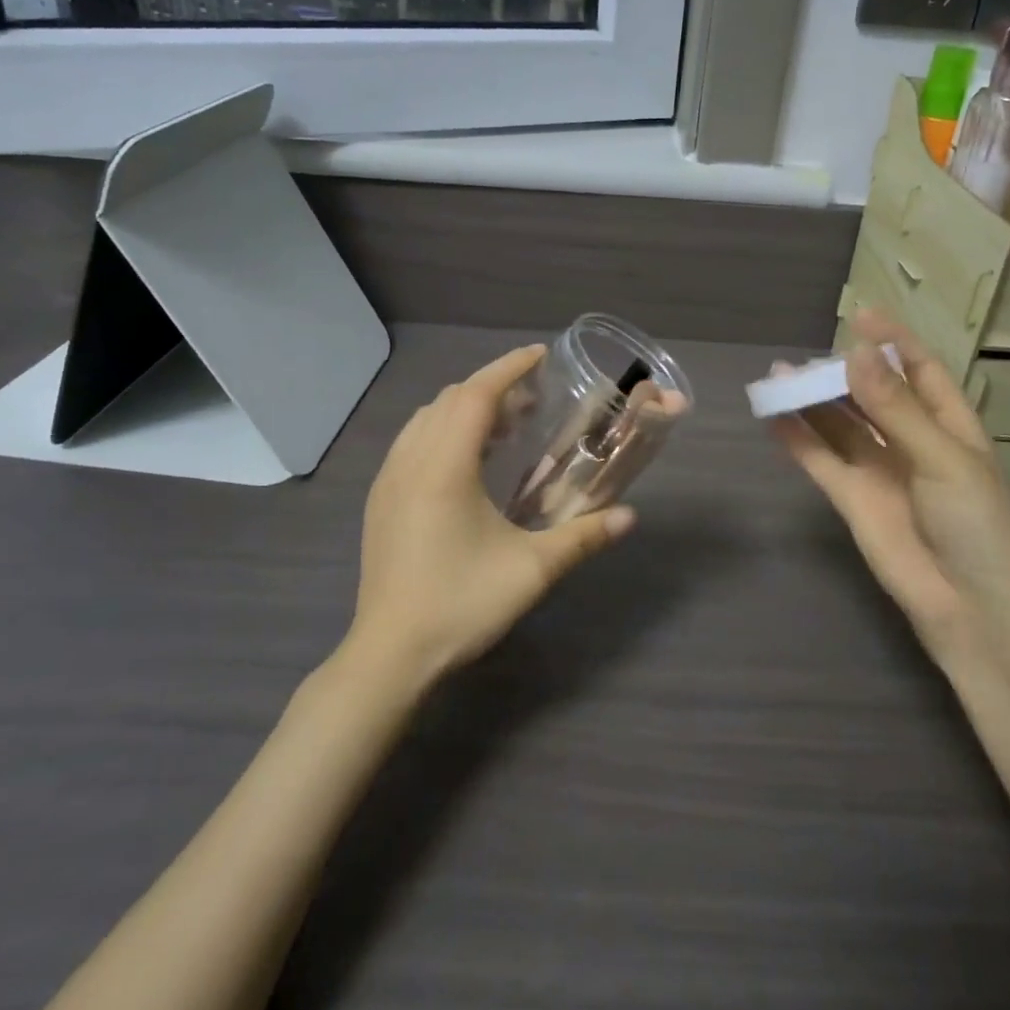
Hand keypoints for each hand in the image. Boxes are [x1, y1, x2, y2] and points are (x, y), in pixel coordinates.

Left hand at [350, 344, 635, 688]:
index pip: (475, 394)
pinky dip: (443, 430)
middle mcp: (411, 461)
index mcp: (444, 467)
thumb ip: (583, 538)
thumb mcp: (531, 571)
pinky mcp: (380, 499)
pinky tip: (467, 462)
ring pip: (426, 418)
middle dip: (492, 387)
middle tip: (533, 400)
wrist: (389, 654)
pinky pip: (412, 441)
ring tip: (504, 428)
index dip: (508, 368)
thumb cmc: (460, 604)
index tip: (539, 355)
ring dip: (465, 408)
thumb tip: (629, 517)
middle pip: (450, 399)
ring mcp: (389, 479)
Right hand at [772, 310, 1009, 651]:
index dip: (893, 343)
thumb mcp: (945, 459)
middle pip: (871, 395)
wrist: (975, 611)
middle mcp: (911, 443)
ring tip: (778, 375)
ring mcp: (878, 471)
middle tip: (807, 356)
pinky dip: (796, 438)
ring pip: (839, 425)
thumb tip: (856, 353)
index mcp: (950, 427)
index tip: (862, 315)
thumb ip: (895, 409)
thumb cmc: (980, 527)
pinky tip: (772, 415)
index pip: (920, 372)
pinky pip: (819, 460)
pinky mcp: (851, 499)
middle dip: (842, 372)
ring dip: (811, 401)